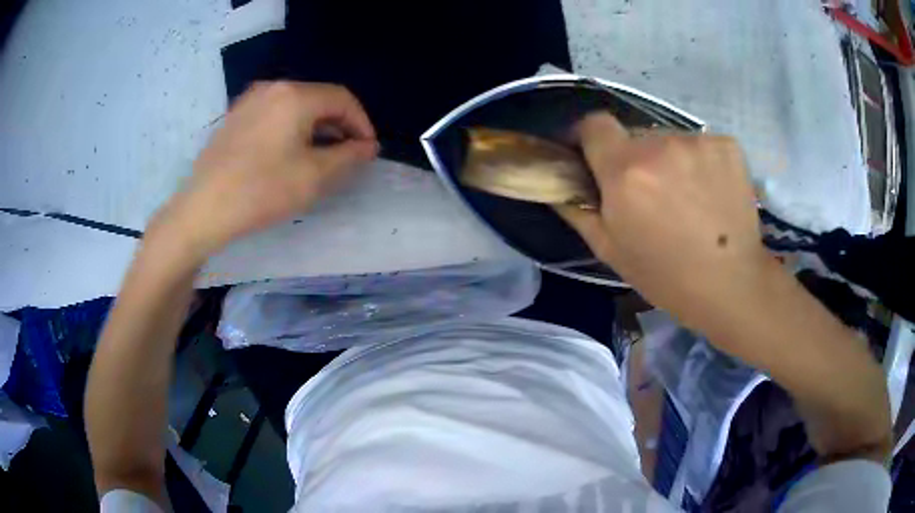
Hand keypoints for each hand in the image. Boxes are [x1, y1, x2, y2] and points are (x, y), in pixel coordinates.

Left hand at [152, 81, 377, 260]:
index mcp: (295, 95)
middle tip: (347, 155)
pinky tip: (288, 153)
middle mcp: (273, 87)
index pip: (343, 99)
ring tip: (320, 156)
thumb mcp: (314, 176)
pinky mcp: (235, 116)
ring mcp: (249, 100)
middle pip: (318, 99)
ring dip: (315, 127)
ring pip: (295, 106)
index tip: (368, 151)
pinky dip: (291, 128)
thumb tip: (367, 146)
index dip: (362, 123)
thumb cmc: (261, 190)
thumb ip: (349, 156)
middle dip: (339, 125)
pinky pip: (273, 114)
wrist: (203, 208)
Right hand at [559, 113, 773, 332]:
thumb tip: (558, 182)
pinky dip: (700, 161)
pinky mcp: (728, 145)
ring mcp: (699, 141)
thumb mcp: (610, 250)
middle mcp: (660, 144)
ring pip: (669, 139)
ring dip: (669, 159)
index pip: (593, 123)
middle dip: (633, 157)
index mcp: (625, 170)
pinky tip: (710, 192)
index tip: (594, 156)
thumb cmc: (666, 275)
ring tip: (685, 196)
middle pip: (634, 134)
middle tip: (649, 193)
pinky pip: (701, 143)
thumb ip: (577, 209)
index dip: (589, 138)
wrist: (732, 284)